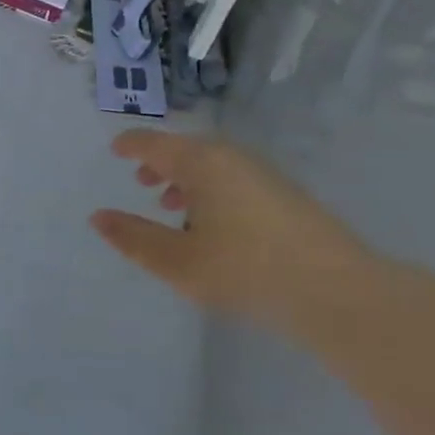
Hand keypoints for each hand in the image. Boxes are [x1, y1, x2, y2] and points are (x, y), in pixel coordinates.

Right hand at [91, 130, 381, 337]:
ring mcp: (264, 174)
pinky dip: (212, 190)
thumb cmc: (244, 270)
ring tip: (172, 207)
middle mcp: (232, 158)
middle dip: (161, 163)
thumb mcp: (176, 260)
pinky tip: (213, 224)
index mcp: (201, 163)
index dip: (131, 145)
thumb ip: (133, 237)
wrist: (337, 291)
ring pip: (213, 165)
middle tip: (141, 181)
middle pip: (186, 149)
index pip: (155, 143)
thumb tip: (98, 217)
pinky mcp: (286, 195)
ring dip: (187, 179)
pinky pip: (234, 178)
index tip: (115, 150)